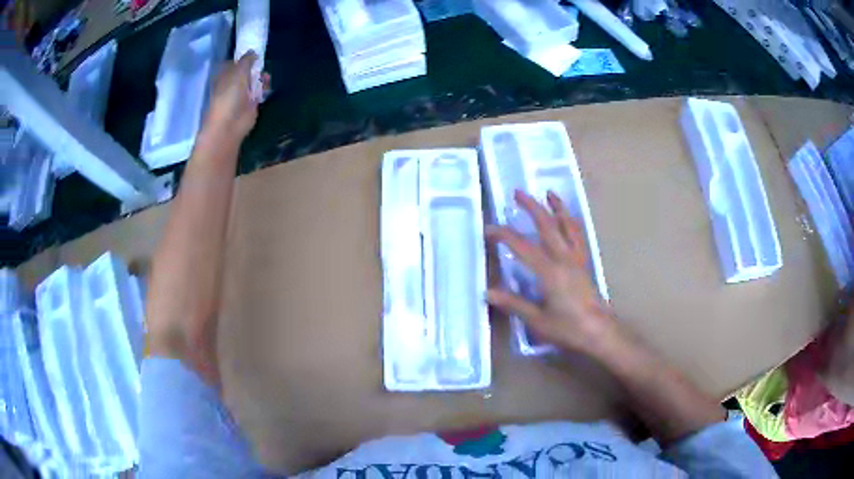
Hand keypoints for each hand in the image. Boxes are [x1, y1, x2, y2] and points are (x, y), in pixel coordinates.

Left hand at [204, 51, 262, 140]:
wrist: (230, 124)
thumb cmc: (229, 95)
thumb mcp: (238, 71)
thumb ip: (246, 60)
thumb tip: (253, 52)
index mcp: (223, 76)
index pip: (232, 63)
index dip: (242, 58)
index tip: (253, 52)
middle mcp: (231, 84)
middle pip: (244, 72)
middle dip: (253, 67)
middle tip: (262, 63)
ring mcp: (241, 95)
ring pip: (252, 81)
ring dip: (260, 77)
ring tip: (266, 75)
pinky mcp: (250, 104)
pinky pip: (259, 92)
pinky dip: (264, 88)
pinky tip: (268, 85)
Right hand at [486, 190, 619, 355]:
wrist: (599, 331)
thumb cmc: (568, 328)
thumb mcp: (537, 320)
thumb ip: (514, 304)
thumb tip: (488, 292)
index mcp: (549, 272)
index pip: (522, 247)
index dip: (504, 235)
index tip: (489, 229)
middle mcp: (564, 259)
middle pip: (547, 226)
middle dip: (532, 207)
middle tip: (518, 192)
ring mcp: (576, 259)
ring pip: (567, 226)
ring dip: (557, 208)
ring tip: (550, 193)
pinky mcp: (584, 263)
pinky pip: (578, 236)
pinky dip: (572, 223)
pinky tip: (568, 218)